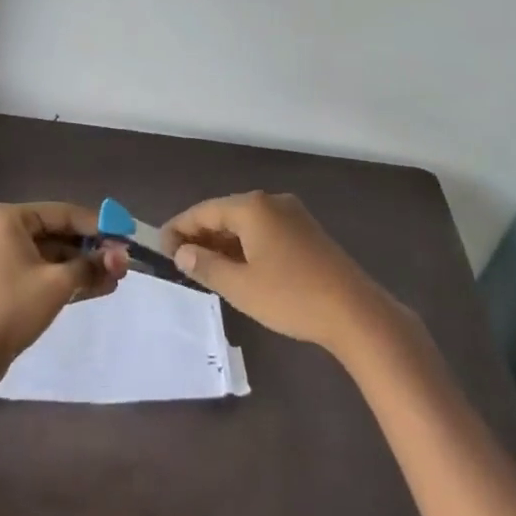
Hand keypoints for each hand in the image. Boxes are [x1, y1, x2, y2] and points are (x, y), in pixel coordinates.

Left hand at [0, 202, 127, 378]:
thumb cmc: (12, 309)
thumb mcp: (58, 284)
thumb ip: (92, 266)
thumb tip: (123, 257)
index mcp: (7, 218)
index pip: (61, 213)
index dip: (96, 225)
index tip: (123, 236)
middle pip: (54, 232)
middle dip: (89, 250)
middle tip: (120, 261)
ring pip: (46, 253)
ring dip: (78, 266)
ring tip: (113, 279)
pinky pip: (34, 268)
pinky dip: (59, 277)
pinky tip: (92, 287)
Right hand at [162, 190, 391, 353]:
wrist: (356, 313)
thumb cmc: (291, 297)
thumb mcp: (241, 286)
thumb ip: (206, 266)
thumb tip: (182, 252)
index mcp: (252, 207)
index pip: (204, 211)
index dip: (180, 228)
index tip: (159, 247)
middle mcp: (271, 202)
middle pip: (226, 213)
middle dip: (201, 235)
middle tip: (180, 261)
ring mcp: (293, 215)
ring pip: (247, 223)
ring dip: (224, 242)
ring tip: (205, 267)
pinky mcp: (308, 232)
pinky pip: (265, 231)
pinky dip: (246, 245)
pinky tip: (241, 268)